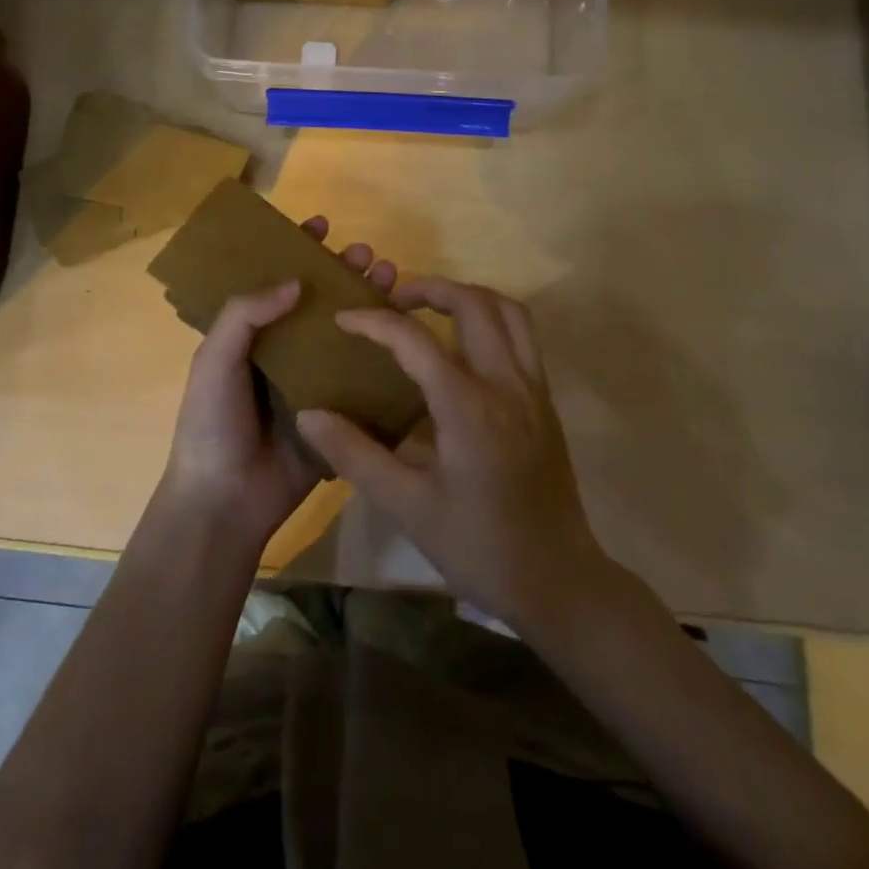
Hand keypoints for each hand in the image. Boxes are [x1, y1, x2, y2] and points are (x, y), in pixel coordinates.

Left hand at [159, 216, 397, 553]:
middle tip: (366, 254)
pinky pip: (362, 375)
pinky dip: (383, 352)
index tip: (321, 225)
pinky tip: (406, 330)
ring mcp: (313, 381)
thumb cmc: (212, 423)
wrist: (226, 500)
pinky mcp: (337, 411)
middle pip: (319, 301)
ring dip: (367, 302)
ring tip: (390, 277)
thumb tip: (295, 281)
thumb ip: (244, 315)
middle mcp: (284, 351)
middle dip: (342, 271)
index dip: (296, 250)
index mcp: (250, 336)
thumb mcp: (214, 360)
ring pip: (345, 332)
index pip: (276, 281)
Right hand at [294, 277, 611, 630]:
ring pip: (508, 311)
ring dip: (468, 297)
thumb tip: (309, 415)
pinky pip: (523, 336)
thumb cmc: (479, 546)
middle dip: (429, 288)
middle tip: (393, 301)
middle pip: (474, 304)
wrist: (558, 580)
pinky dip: (492, 319)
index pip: (416, 340)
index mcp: (469, 407)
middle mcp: (507, 383)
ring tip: (431, 309)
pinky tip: (464, 347)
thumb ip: (356, 455)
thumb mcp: (407, 507)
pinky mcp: (545, 401)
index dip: (375, 321)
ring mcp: (534, 389)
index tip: (344, 317)